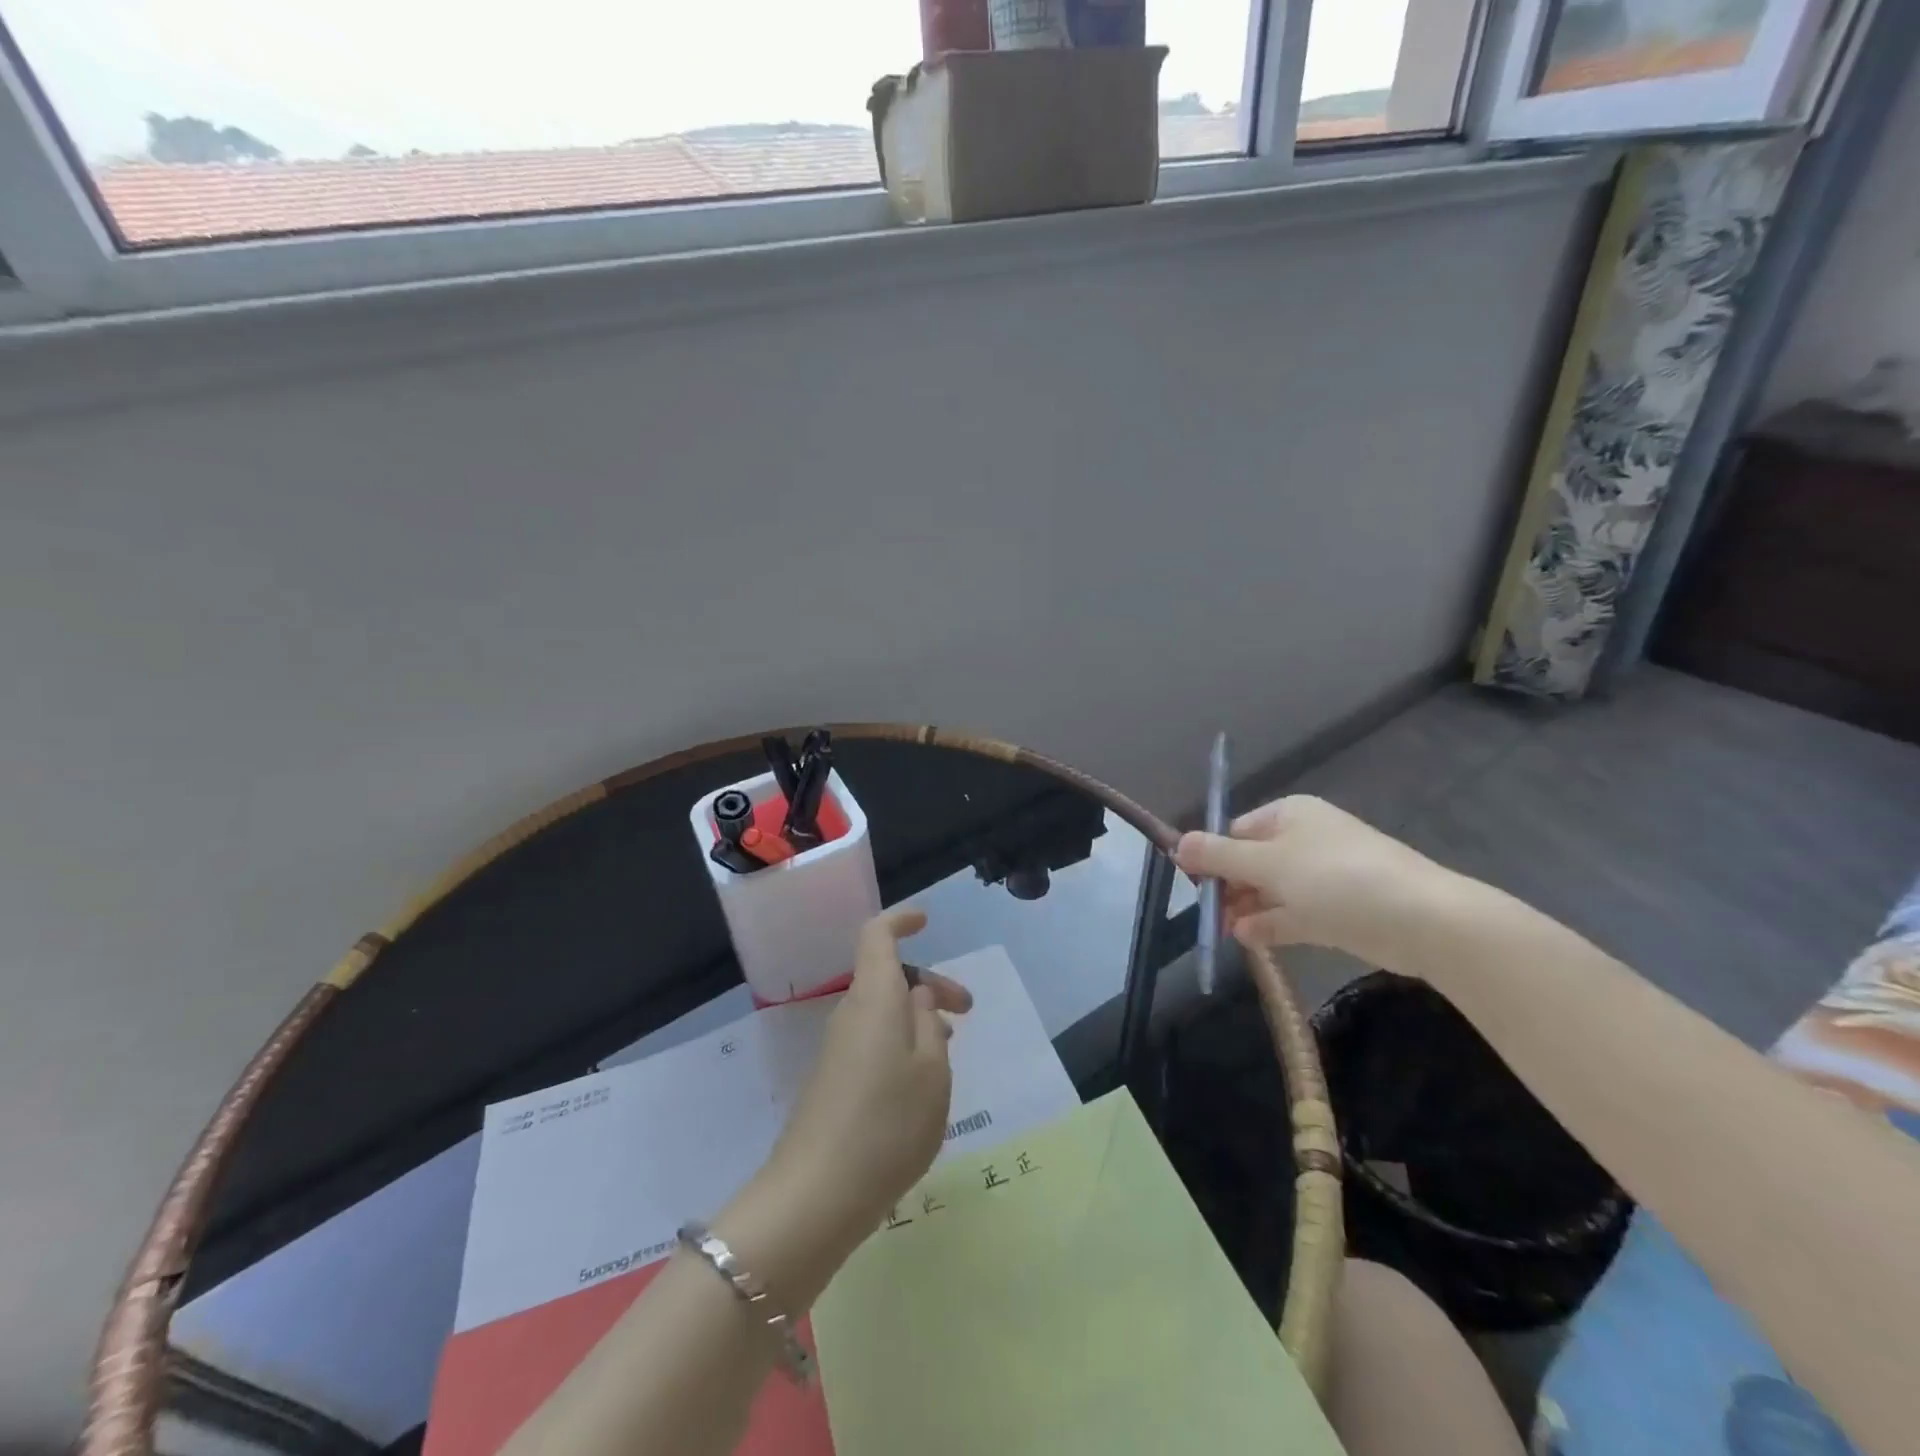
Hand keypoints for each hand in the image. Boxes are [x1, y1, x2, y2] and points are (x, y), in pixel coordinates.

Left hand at [749, 909, 972, 1276]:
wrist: (816, 1196)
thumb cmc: (887, 1124)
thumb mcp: (931, 1071)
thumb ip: (930, 1023)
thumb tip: (919, 995)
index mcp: (874, 998)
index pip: (877, 936)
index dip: (900, 921)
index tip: (926, 922)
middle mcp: (850, 1013)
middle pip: (887, 976)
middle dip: (929, 984)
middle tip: (967, 1010)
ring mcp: (837, 1048)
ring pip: (882, 1011)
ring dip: (917, 1017)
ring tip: (950, 1045)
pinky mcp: (833, 1080)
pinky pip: (872, 1040)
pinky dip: (900, 1043)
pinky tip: (920, 1078)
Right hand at [1175, 795, 1452, 969]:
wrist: (1422, 920)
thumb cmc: (1335, 879)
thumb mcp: (1267, 864)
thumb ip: (1218, 856)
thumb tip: (1176, 844)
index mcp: (1289, 816)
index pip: (1236, 831)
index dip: (1212, 857)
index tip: (1194, 885)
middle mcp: (1305, 841)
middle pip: (1251, 862)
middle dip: (1229, 888)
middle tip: (1208, 916)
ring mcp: (1323, 877)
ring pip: (1271, 891)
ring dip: (1247, 909)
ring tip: (1225, 931)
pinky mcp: (1338, 910)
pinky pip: (1294, 913)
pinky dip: (1271, 924)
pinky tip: (1248, 940)